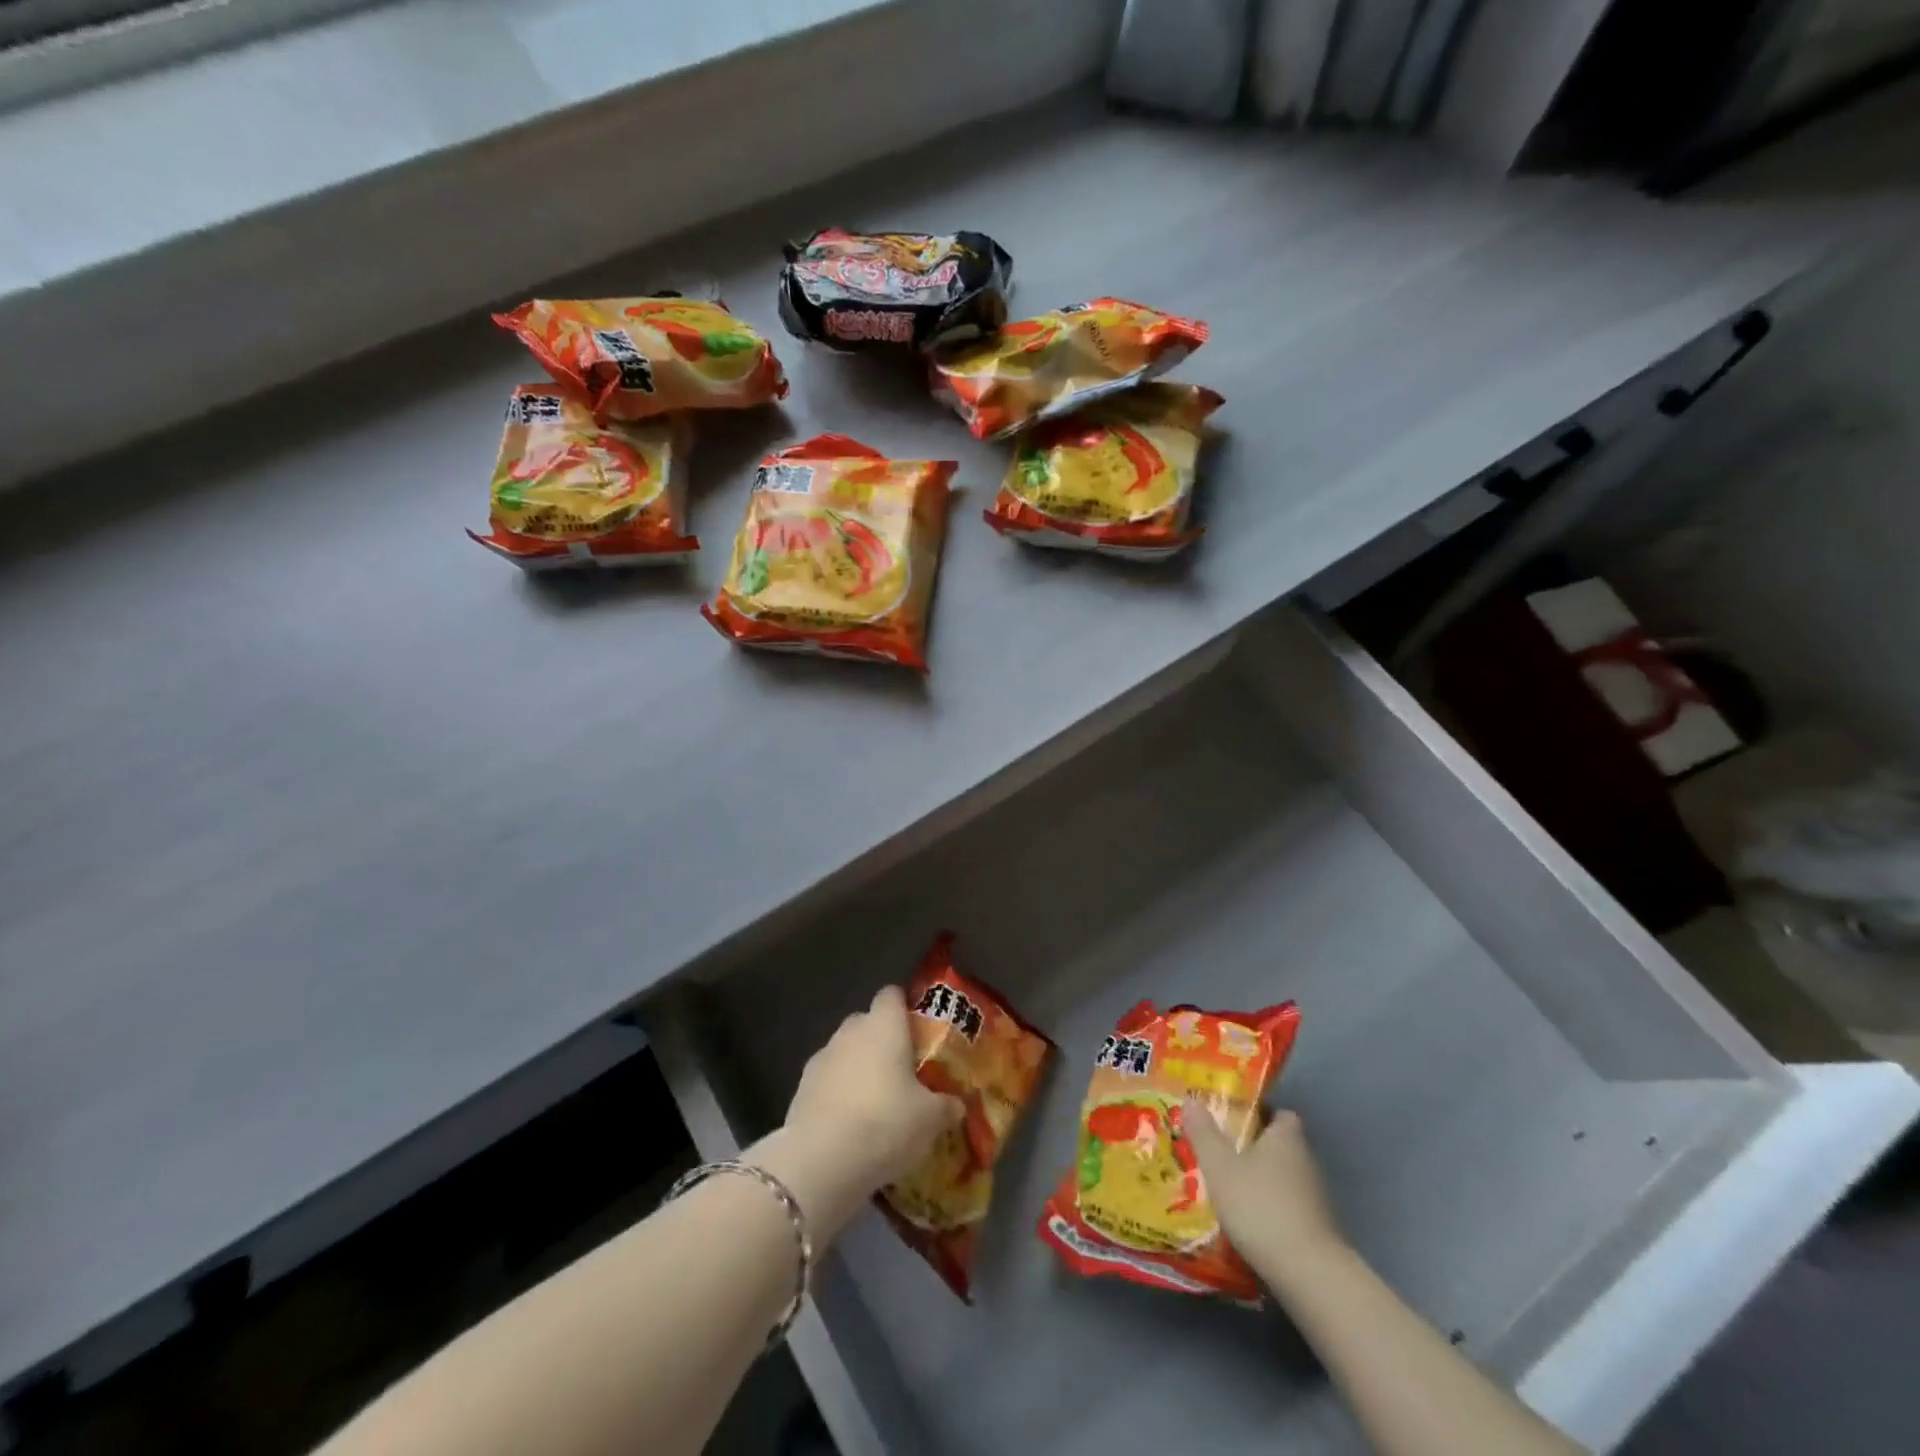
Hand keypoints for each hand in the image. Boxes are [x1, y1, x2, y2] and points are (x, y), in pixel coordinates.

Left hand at [755, 986, 962, 1238]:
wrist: (820, 1160)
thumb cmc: (885, 1123)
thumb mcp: (930, 1120)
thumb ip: (946, 1106)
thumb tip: (956, 1104)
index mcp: (884, 1025)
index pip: (892, 995)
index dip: (905, 1007)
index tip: (919, 1030)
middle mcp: (851, 1032)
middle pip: (867, 1022)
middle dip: (883, 1041)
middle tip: (904, 1071)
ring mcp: (822, 1057)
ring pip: (846, 1051)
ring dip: (859, 1068)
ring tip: (877, 1103)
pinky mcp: (802, 1087)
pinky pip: (828, 1080)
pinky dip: (839, 1093)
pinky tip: (851, 1123)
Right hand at [1181, 1097, 1346, 1285]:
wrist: (1308, 1273)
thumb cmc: (1259, 1206)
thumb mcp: (1220, 1166)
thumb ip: (1204, 1132)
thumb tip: (1191, 1098)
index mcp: (1286, 1137)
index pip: (1278, 1112)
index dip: (1257, 1112)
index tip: (1232, 1118)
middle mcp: (1306, 1160)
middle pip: (1279, 1144)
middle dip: (1253, 1147)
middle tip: (1220, 1150)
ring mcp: (1315, 1197)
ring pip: (1282, 1177)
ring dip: (1261, 1180)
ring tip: (1228, 1186)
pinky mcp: (1317, 1228)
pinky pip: (1288, 1205)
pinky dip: (1270, 1208)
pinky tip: (1248, 1220)